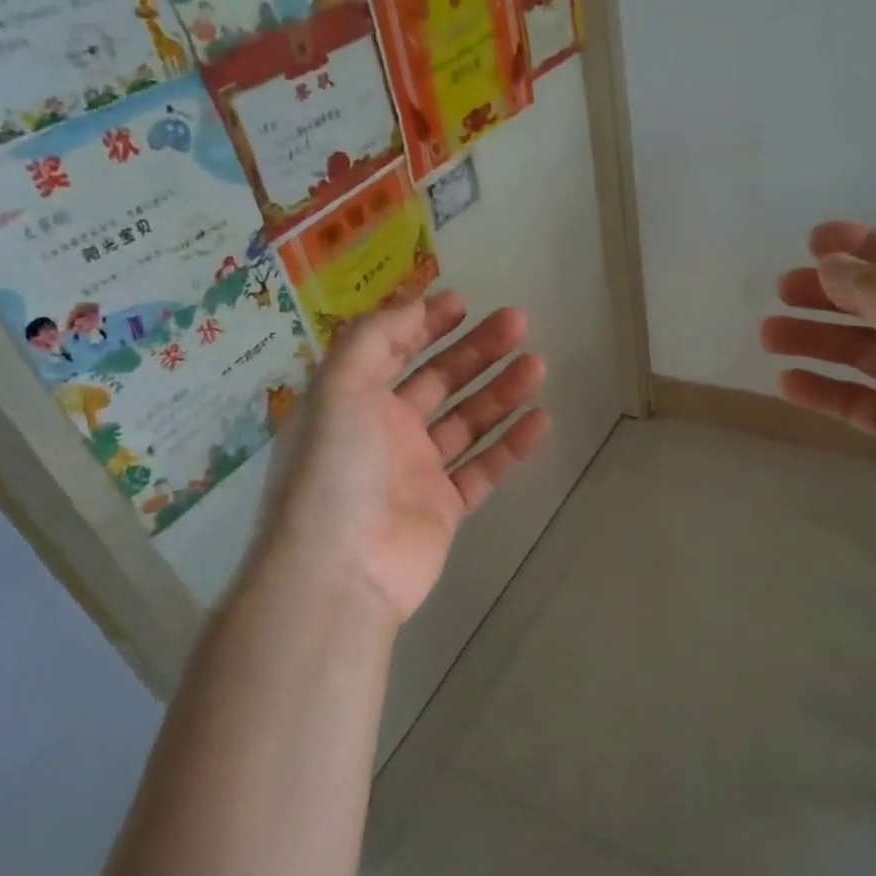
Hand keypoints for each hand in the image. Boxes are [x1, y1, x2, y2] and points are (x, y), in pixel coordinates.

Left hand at [265, 290, 549, 625]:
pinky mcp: (445, 507)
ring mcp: (417, 471)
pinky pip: (484, 468)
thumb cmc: (335, 471)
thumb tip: (412, 305)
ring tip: (537, 365)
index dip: (424, 323)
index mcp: (353, 401)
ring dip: (501, 391)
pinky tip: (539, 420)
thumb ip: (374, 338)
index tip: (464, 303)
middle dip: (476, 350)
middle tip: (519, 324)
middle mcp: (384, 431)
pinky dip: (511, 444)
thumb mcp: (339, 388)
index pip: (391, 350)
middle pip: (439, 380)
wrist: (341, 572)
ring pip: (467, 422)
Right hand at [760, 222, 875, 544]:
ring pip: (860, 352)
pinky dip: (822, 388)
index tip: (811, 241)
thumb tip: (830, 263)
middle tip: (780, 291)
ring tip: (768, 336)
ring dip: (815, 340)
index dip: (861, 244)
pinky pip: (855, 397)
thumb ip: (872, 287)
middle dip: (828, 295)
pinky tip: (786, 383)